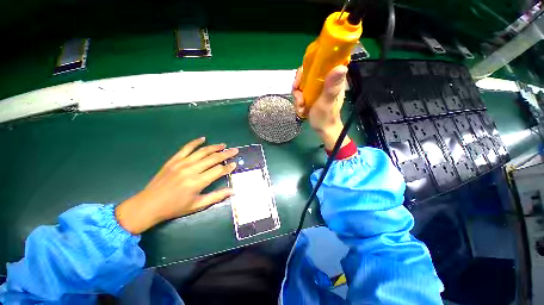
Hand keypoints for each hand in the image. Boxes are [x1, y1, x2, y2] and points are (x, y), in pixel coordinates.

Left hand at [115, 137, 237, 233]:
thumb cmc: (174, 208)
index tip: (235, 164)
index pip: (218, 171)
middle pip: (213, 158)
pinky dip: (195, 142)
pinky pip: (186, 148)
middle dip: (226, 154)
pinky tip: (203, 138)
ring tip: (224, 145)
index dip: (228, 167)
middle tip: (235, 150)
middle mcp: (191, 170)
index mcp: (197, 182)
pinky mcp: (173, 160)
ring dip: (215, 147)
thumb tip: (233, 191)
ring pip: (202, 151)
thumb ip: (216, 197)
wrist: (148, 205)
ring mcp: (181, 163)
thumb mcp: (197, 205)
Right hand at [292, 65, 350, 149]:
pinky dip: (298, 102)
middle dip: (298, 88)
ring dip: (298, 98)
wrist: (322, 129)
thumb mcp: (327, 102)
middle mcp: (324, 81)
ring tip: (301, 108)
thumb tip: (341, 67)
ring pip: (301, 85)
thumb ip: (331, 87)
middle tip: (299, 99)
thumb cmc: (325, 117)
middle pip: (306, 74)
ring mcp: (316, 89)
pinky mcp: (311, 95)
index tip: (299, 81)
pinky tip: (301, 110)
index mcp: (332, 79)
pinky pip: (300, 94)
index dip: (307, 68)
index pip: (319, 63)